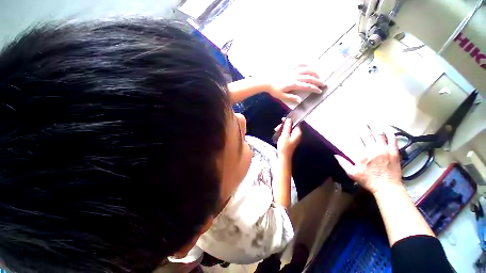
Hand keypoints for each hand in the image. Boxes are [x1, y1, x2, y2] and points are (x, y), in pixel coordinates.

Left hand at [267, 65, 324, 102]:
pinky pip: (299, 63)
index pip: (307, 86)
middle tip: (323, 83)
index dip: (314, 89)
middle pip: (309, 78)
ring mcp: (292, 70)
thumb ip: (291, 98)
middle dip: (317, 81)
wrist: (266, 80)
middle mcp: (295, 76)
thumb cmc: (274, 89)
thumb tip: (300, 100)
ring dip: (314, 72)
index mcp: (293, 84)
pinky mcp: (289, 66)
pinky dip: (305, 64)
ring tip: (319, 75)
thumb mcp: (282, 96)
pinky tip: (308, 65)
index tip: (319, 91)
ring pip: (306, 70)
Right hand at [276, 118, 301, 157]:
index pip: (296, 123)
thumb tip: (289, 119)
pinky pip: (287, 133)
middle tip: (278, 127)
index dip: (289, 120)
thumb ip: (287, 126)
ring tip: (276, 130)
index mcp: (297, 132)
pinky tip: (278, 133)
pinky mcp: (291, 140)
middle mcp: (297, 134)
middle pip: (292, 126)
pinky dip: (283, 132)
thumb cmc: (284, 146)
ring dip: (283, 129)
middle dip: (284, 125)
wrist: (284, 156)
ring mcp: (294, 137)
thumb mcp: (285, 135)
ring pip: (289, 129)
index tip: (282, 120)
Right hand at [334, 125, 402, 194]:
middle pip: (367, 134)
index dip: (353, 132)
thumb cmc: (368, 180)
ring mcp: (385, 150)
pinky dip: (389, 132)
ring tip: (371, 121)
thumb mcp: (351, 173)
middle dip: (363, 126)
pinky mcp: (394, 152)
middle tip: (360, 120)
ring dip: (374, 126)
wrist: (387, 187)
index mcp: (361, 155)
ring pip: (379, 134)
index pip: (356, 140)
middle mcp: (373, 150)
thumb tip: (335, 154)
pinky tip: (386, 127)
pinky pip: (393, 139)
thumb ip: (343, 163)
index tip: (350, 126)